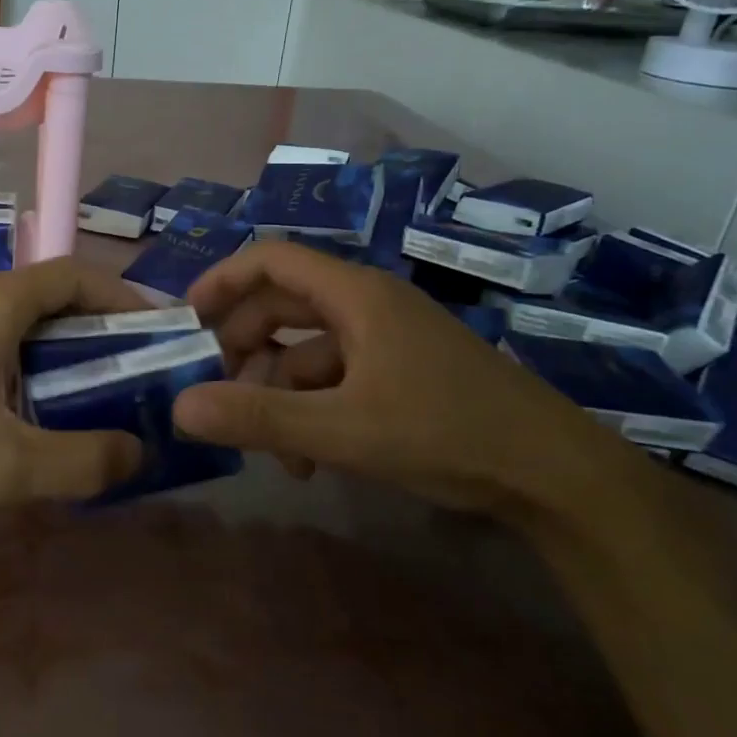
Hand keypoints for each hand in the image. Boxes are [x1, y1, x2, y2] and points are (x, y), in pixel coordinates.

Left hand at [0, 260, 146, 535]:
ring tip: (81, 397)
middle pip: (48, 294)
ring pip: (12, 316)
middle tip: (126, 377)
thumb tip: (139, 452)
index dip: (124, 298)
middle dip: (94, 330)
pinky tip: (17, 408)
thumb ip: (86, 460)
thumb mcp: (7, 467)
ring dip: (53, 347)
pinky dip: (16, 357)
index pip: (77, 275)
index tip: (155, 336)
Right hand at [173, 242, 601, 514]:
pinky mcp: (400, 374)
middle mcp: (368, 306)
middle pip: (283, 307)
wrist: (555, 476)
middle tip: (212, 389)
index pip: (271, 260)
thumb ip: (259, 417)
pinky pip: (335, 380)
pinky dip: (311, 411)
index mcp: (356, 295)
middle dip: (243, 348)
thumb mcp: (343, 429)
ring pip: (307, 352)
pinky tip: (308, 461)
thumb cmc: (448, 433)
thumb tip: (181, 407)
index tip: (186, 320)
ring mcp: (387, 341)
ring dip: (278, 394)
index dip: (222, 280)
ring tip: (270, 451)